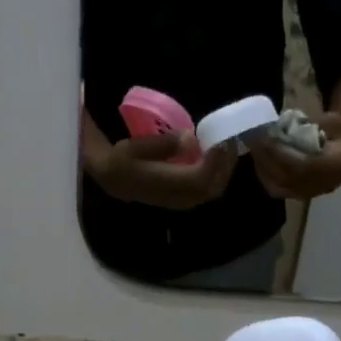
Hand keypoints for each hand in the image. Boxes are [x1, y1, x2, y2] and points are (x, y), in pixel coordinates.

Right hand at [86, 130, 239, 210]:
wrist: (113, 178)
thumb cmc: (123, 159)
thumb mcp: (138, 146)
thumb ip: (165, 144)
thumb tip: (189, 138)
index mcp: (167, 185)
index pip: (201, 177)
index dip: (215, 160)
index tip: (221, 140)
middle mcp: (178, 197)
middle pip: (213, 186)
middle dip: (225, 165)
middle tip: (228, 142)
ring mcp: (183, 201)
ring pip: (213, 190)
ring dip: (223, 170)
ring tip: (224, 148)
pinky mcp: (184, 200)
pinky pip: (207, 189)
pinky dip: (216, 174)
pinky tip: (214, 158)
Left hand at [252, 113, 340, 199]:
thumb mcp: (338, 122)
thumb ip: (316, 123)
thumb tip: (290, 123)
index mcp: (331, 166)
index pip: (300, 164)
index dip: (279, 153)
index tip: (265, 137)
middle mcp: (319, 184)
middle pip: (284, 176)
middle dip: (265, 157)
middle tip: (252, 138)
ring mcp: (310, 192)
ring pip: (278, 186)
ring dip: (262, 167)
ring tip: (255, 148)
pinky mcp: (302, 195)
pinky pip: (279, 190)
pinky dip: (266, 176)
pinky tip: (261, 161)